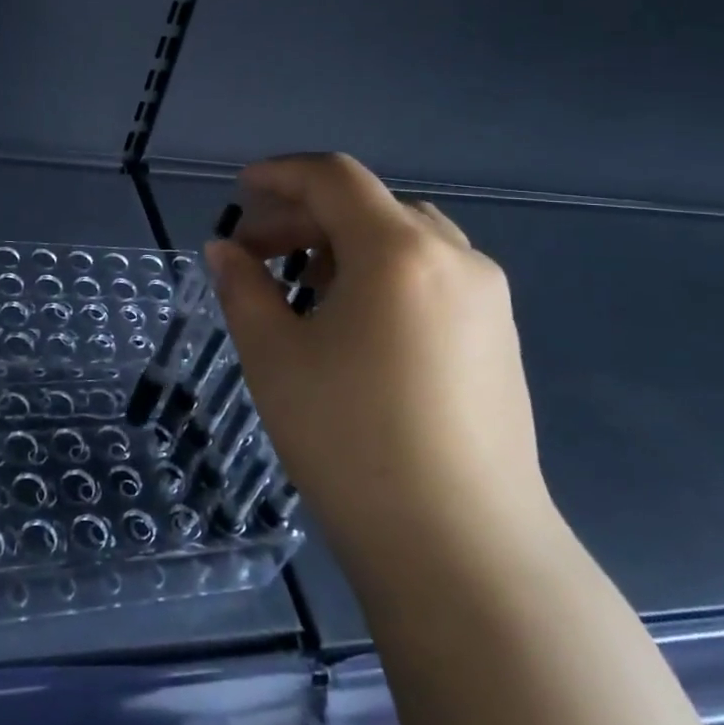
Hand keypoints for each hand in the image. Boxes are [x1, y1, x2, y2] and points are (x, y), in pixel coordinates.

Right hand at [207, 154, 551, 569]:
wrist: (462, 550)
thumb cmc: (351, 441)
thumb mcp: (275, 357)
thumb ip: (243, 288)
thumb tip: (225, 250)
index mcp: (399, 251)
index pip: (334, 178)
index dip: (280, 174)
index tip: (239, 191)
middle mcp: (454, 257)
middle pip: (369, 204)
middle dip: (304, 215)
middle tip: (254, 251)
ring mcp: (487, 298)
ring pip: (404, 237)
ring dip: (344, 243)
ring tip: (301, 284)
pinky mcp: (499, 337)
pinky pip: (432, 274)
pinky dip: (382, 272)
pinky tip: (355, 321)